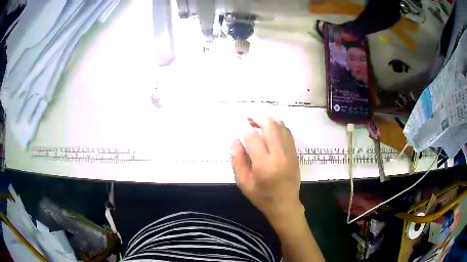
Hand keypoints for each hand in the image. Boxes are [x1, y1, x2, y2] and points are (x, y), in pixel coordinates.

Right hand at [231, 117, 302, 219]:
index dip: (244, 129)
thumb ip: (237, 160)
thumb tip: (236, 139)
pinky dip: (278, 126)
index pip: (253, 138)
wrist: (285, 205)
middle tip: (249, 118)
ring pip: (281, 126)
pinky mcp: (295, 153)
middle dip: (258, 118)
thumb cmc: (262, 196)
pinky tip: (271, 129)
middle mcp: (279, 156)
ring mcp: (290, 153)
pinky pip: (287, 133)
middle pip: (270, 126)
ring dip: (268, 120)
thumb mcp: (243, 182)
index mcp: (264, 165)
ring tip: (258, 121)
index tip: (239, 126)